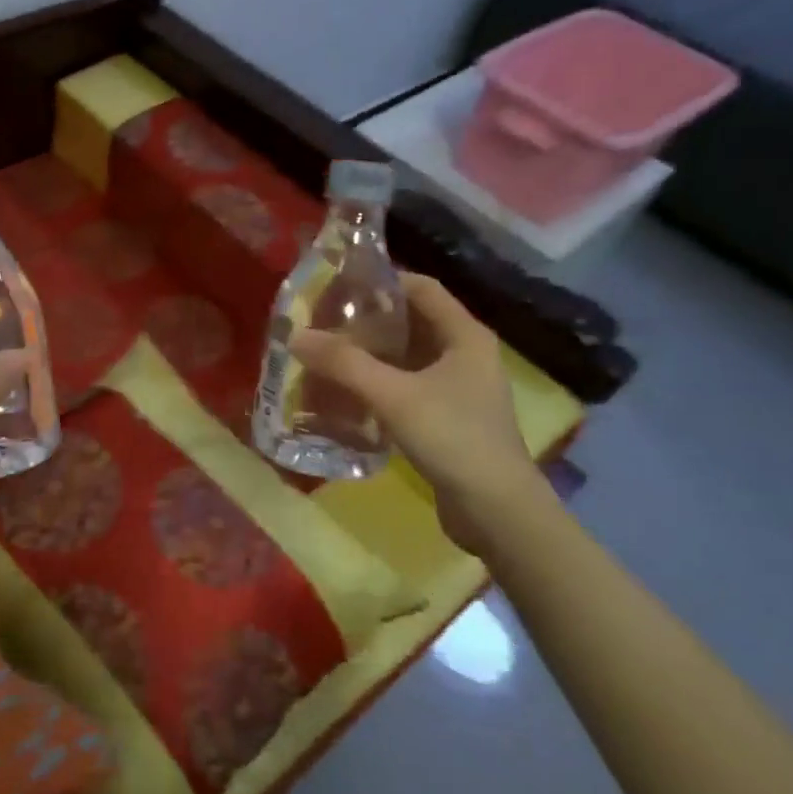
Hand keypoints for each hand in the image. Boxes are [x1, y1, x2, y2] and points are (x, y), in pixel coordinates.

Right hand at [289, 273, 544, 555]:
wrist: (497, 512)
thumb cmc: (453, 438)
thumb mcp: (393, 395)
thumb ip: (344, 363)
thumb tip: (295, 335)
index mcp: (464, 335)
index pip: (420, 287)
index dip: (380, 281)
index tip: (336, 288)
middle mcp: (465, 354)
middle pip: (410, 322)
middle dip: (365, 321)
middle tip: (321, 324)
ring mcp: (458, 388)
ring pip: (406, 357)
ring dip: (368, 355)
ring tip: (325, 356)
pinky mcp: (448, 417)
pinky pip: (406, 386)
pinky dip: (377, 383)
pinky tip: (346, 393)